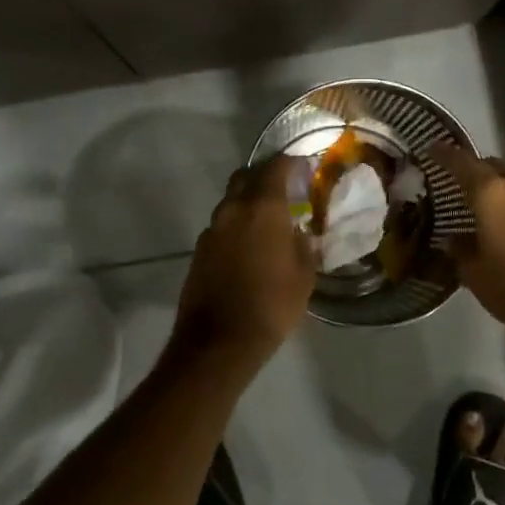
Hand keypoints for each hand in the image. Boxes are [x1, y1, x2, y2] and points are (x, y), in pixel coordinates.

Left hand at [171, 156, 316, 369]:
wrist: (219, 341)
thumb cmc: (272, 305)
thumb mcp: (304, 275)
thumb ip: (304, 245)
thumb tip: (300, 233)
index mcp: (262, 208)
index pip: (276, 167)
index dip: (291, 163)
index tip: (305, 169)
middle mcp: (233, 209)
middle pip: (246, 176)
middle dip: (264, 177)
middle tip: (284, 190)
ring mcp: (211, 229)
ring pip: (230, 201)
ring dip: (247, 203)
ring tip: (266, 222)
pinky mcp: (199, 250)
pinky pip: (221, 226)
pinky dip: (235, 226)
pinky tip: (247, 247)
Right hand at [429, 143, 504, 334]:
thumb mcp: (473, 272)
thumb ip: (459, 247)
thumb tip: (455, 237)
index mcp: (491, 194)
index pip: (461, 163)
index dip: (443, 154)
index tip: (430, 147)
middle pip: (489, 165)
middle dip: (471, 169)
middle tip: (452, 181)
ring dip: (492, 187)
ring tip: (475, 203)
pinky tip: (499, 219)